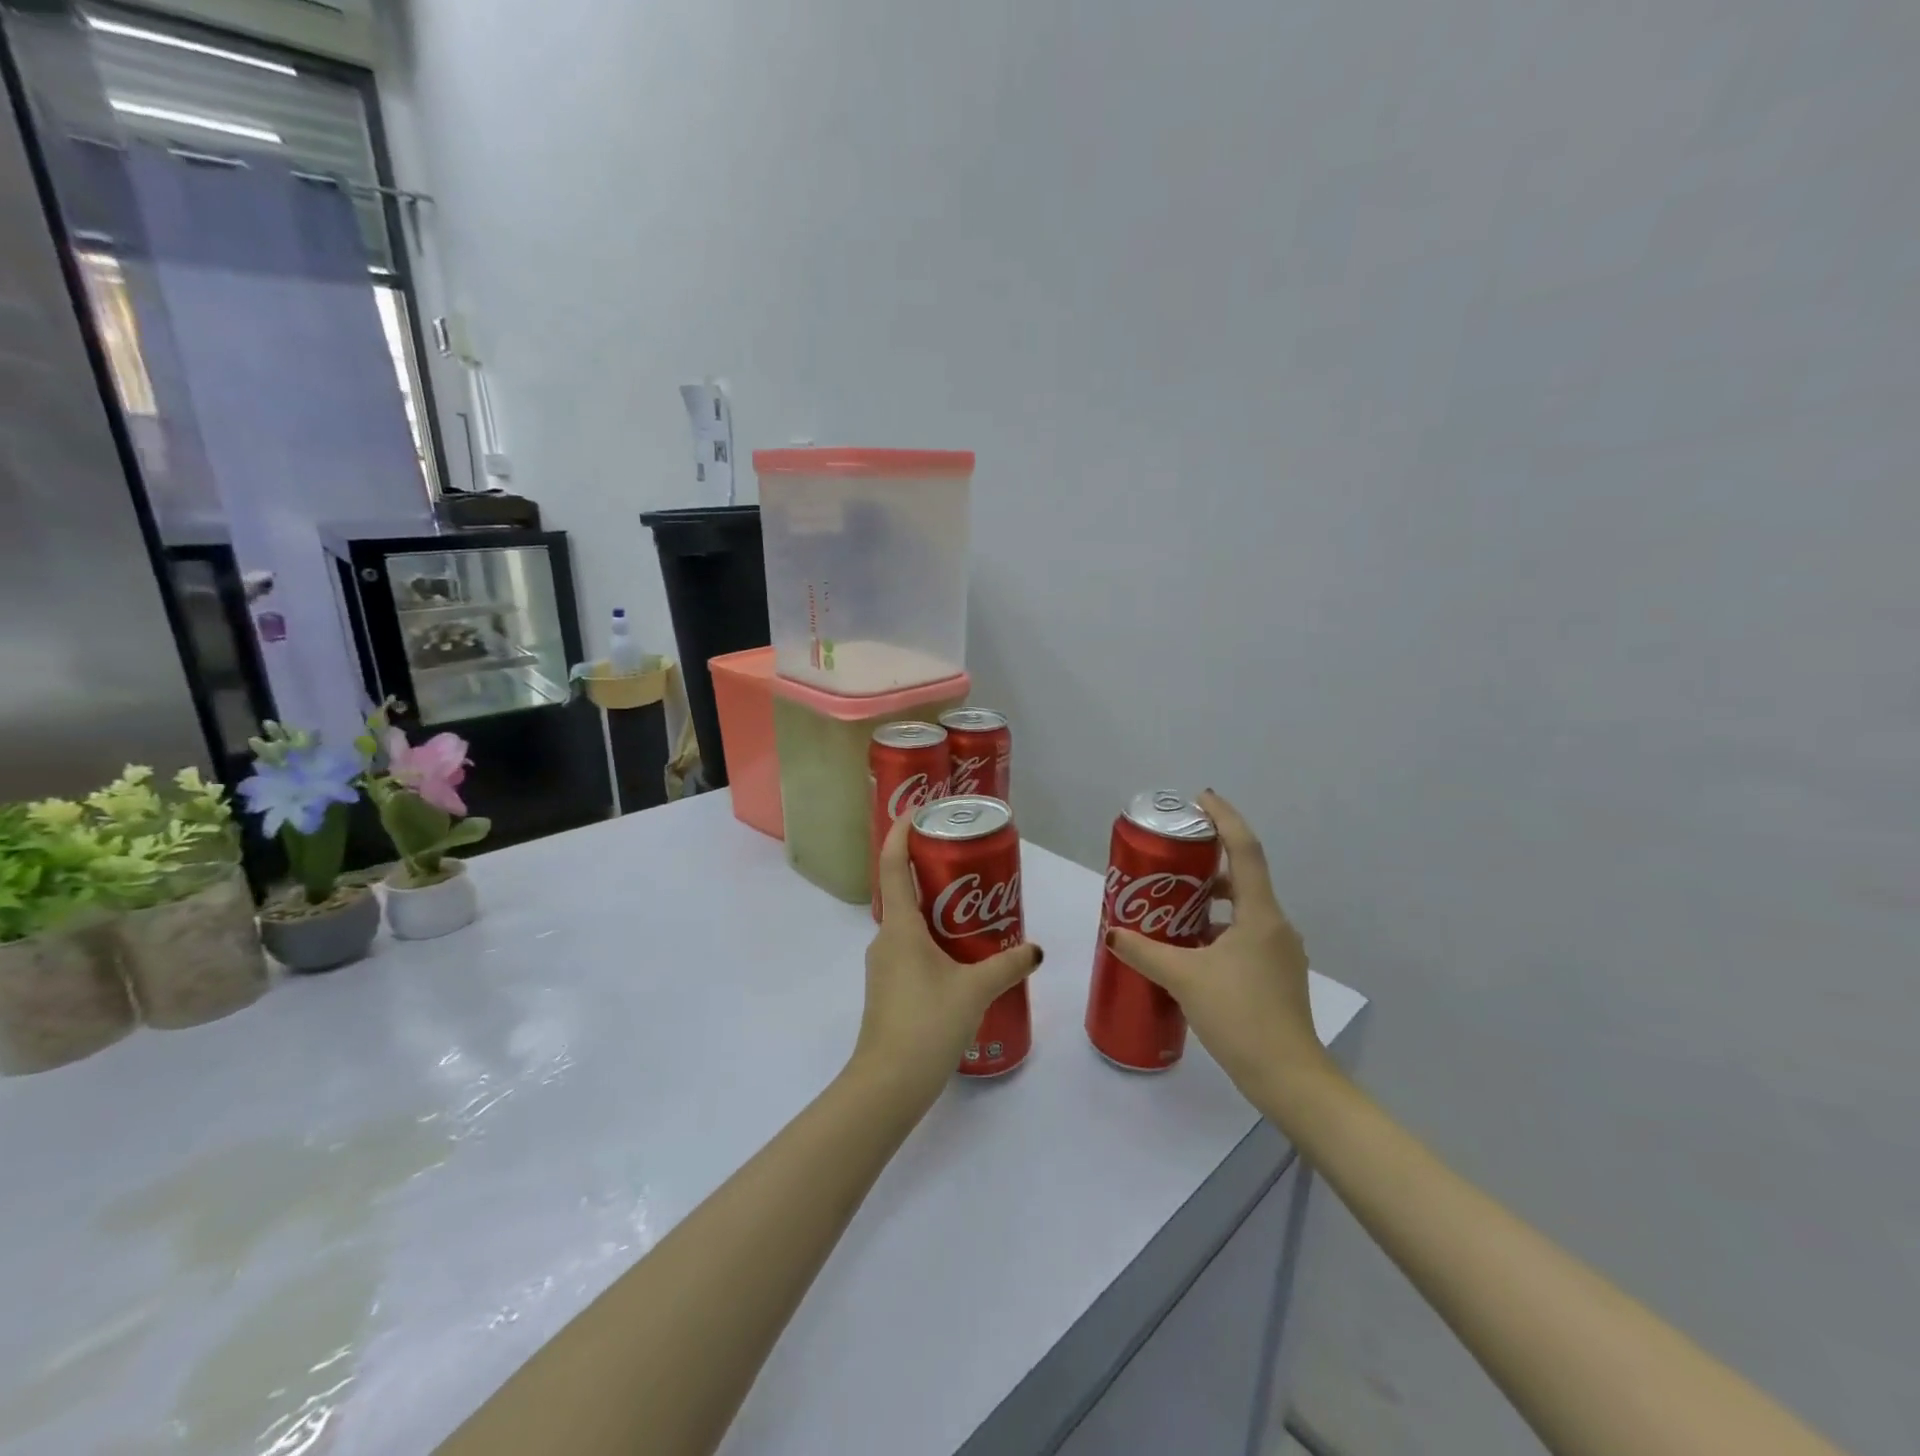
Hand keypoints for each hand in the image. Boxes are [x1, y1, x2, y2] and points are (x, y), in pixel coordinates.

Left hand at [852, 812, 1043, 1112]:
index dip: (901, 833)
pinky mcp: (889, 989)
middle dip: (931, 873)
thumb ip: (1008, 965)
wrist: (888, 1085)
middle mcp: (886, 939)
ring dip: (936, 911)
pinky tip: (962, 959)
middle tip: (968, 863)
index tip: (918, 812)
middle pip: (904, 891)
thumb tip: (1036, 950)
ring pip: (909, 924)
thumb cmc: (927, 1024)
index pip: (894, 866)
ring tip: (974, 911)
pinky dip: (934, 940)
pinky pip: (911, 949)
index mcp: (900, 927)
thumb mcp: (975, 990)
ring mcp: (884, 966)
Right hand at [1106, 790, 1333, 1107]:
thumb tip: (1113, 932)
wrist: (1290, 1079)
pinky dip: (1217, 927)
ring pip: (1242, 908)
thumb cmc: (1241, 1017)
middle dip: (1207, 860)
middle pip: (1242, 876)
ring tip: (1171, 902)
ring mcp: (1279, 952)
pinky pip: (1244, 933)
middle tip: (1170, 856)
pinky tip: (1189, 947)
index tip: (1199, 799)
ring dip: (1209, 898)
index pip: (1244, 849)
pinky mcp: (1276, 974)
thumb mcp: (1184, 979)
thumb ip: (1145, 952)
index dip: (1223, 818)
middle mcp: (1275, 925)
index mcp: (1259, 914)